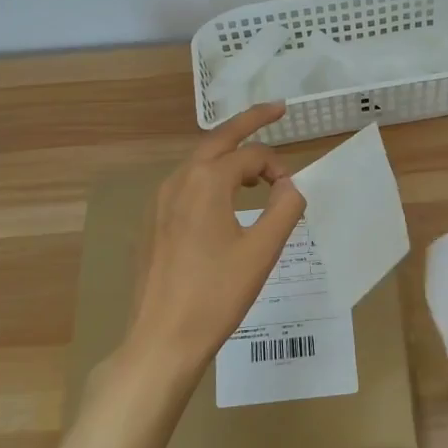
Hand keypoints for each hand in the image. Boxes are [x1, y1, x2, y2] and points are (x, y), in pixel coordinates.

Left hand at [123, 102, 305, 384]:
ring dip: (228, 155)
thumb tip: (291, 184)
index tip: (295, 193)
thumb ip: (285, 208)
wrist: (162, 339)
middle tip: (277, 109)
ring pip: (199, 163)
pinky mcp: (151, 223)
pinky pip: (185, 186)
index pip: (251, 156)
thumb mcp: (262, 251)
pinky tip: (222, 200)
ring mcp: (158, 202)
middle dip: (249, 122)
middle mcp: (177, 181)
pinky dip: (210, 178)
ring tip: (254, 163)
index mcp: (205, 181)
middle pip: (218, 139)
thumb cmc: (216, 295)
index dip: (279, 167)